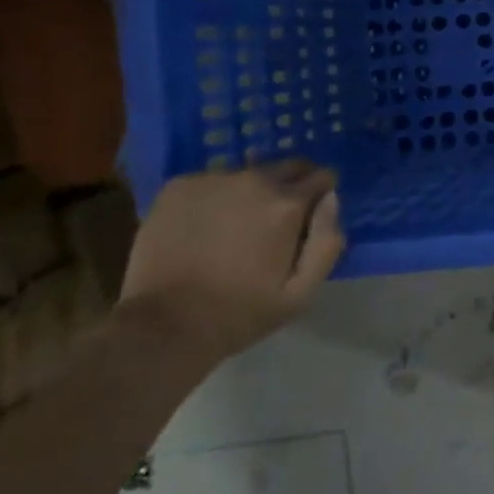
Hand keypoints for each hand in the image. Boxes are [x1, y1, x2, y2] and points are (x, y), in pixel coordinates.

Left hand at [117, 162, 344, 364]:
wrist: (162, 327)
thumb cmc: (240, 313)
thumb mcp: (302, 292)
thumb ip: (328, 241)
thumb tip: (331, 199)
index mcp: (287, 204)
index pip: (323, 176)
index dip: (321, 196)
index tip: (311, 217)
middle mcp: (254, 180)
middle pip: (288, 167)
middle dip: (291, 187)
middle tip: (276, 221)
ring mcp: (212, 180)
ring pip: (248, 174)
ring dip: (251, 192)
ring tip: (235, 226)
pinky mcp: (178, 186)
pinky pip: (212, 181)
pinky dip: (216, 197)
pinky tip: (204, 226)